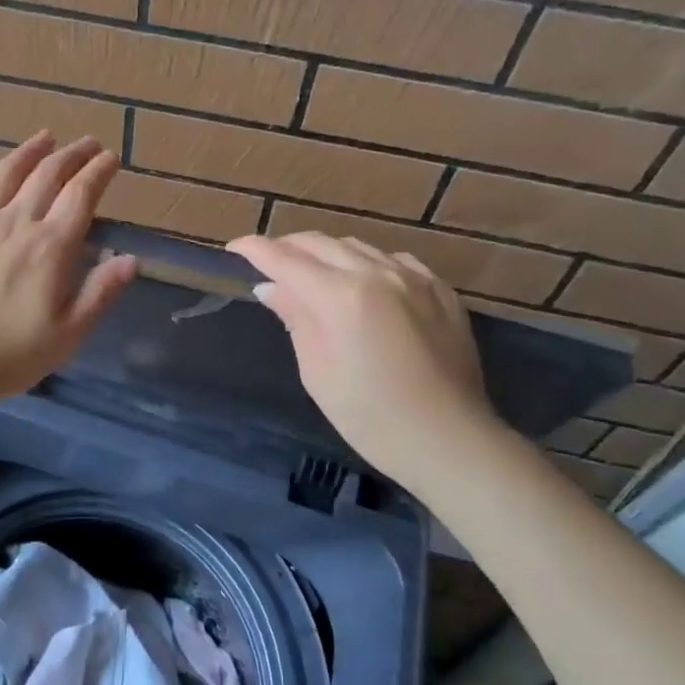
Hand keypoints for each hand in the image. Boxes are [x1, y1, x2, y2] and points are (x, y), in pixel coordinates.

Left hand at [0, 133, 136, 404]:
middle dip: (72, 154)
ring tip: (45, 136)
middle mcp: (15, 223)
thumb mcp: (67, 335)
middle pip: (47, 176)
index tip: (112, 158)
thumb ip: (100, 293)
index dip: (99, 172)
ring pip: (6, 174)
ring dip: (29, 151)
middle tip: (87, 143)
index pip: (81, 196)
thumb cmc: (8, 356)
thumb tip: (132, 259)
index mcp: (50, 247)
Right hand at [227, 232, 499, 475]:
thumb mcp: (318, 373)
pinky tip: (364, 283)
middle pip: (319, 243)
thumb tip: (271, 287)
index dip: (254, 250)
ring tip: (312, 273)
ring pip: (356, 245)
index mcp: (341, 296)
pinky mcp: (440, 289)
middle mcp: (377, 273)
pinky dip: (367, 263)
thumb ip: (295, 319)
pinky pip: (393, 260)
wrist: (450, 441)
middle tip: (267, 265)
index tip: (233, 249)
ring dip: (326, 253)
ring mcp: (414, 277)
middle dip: (286, 247)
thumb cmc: (372, 418)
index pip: (284, 258)